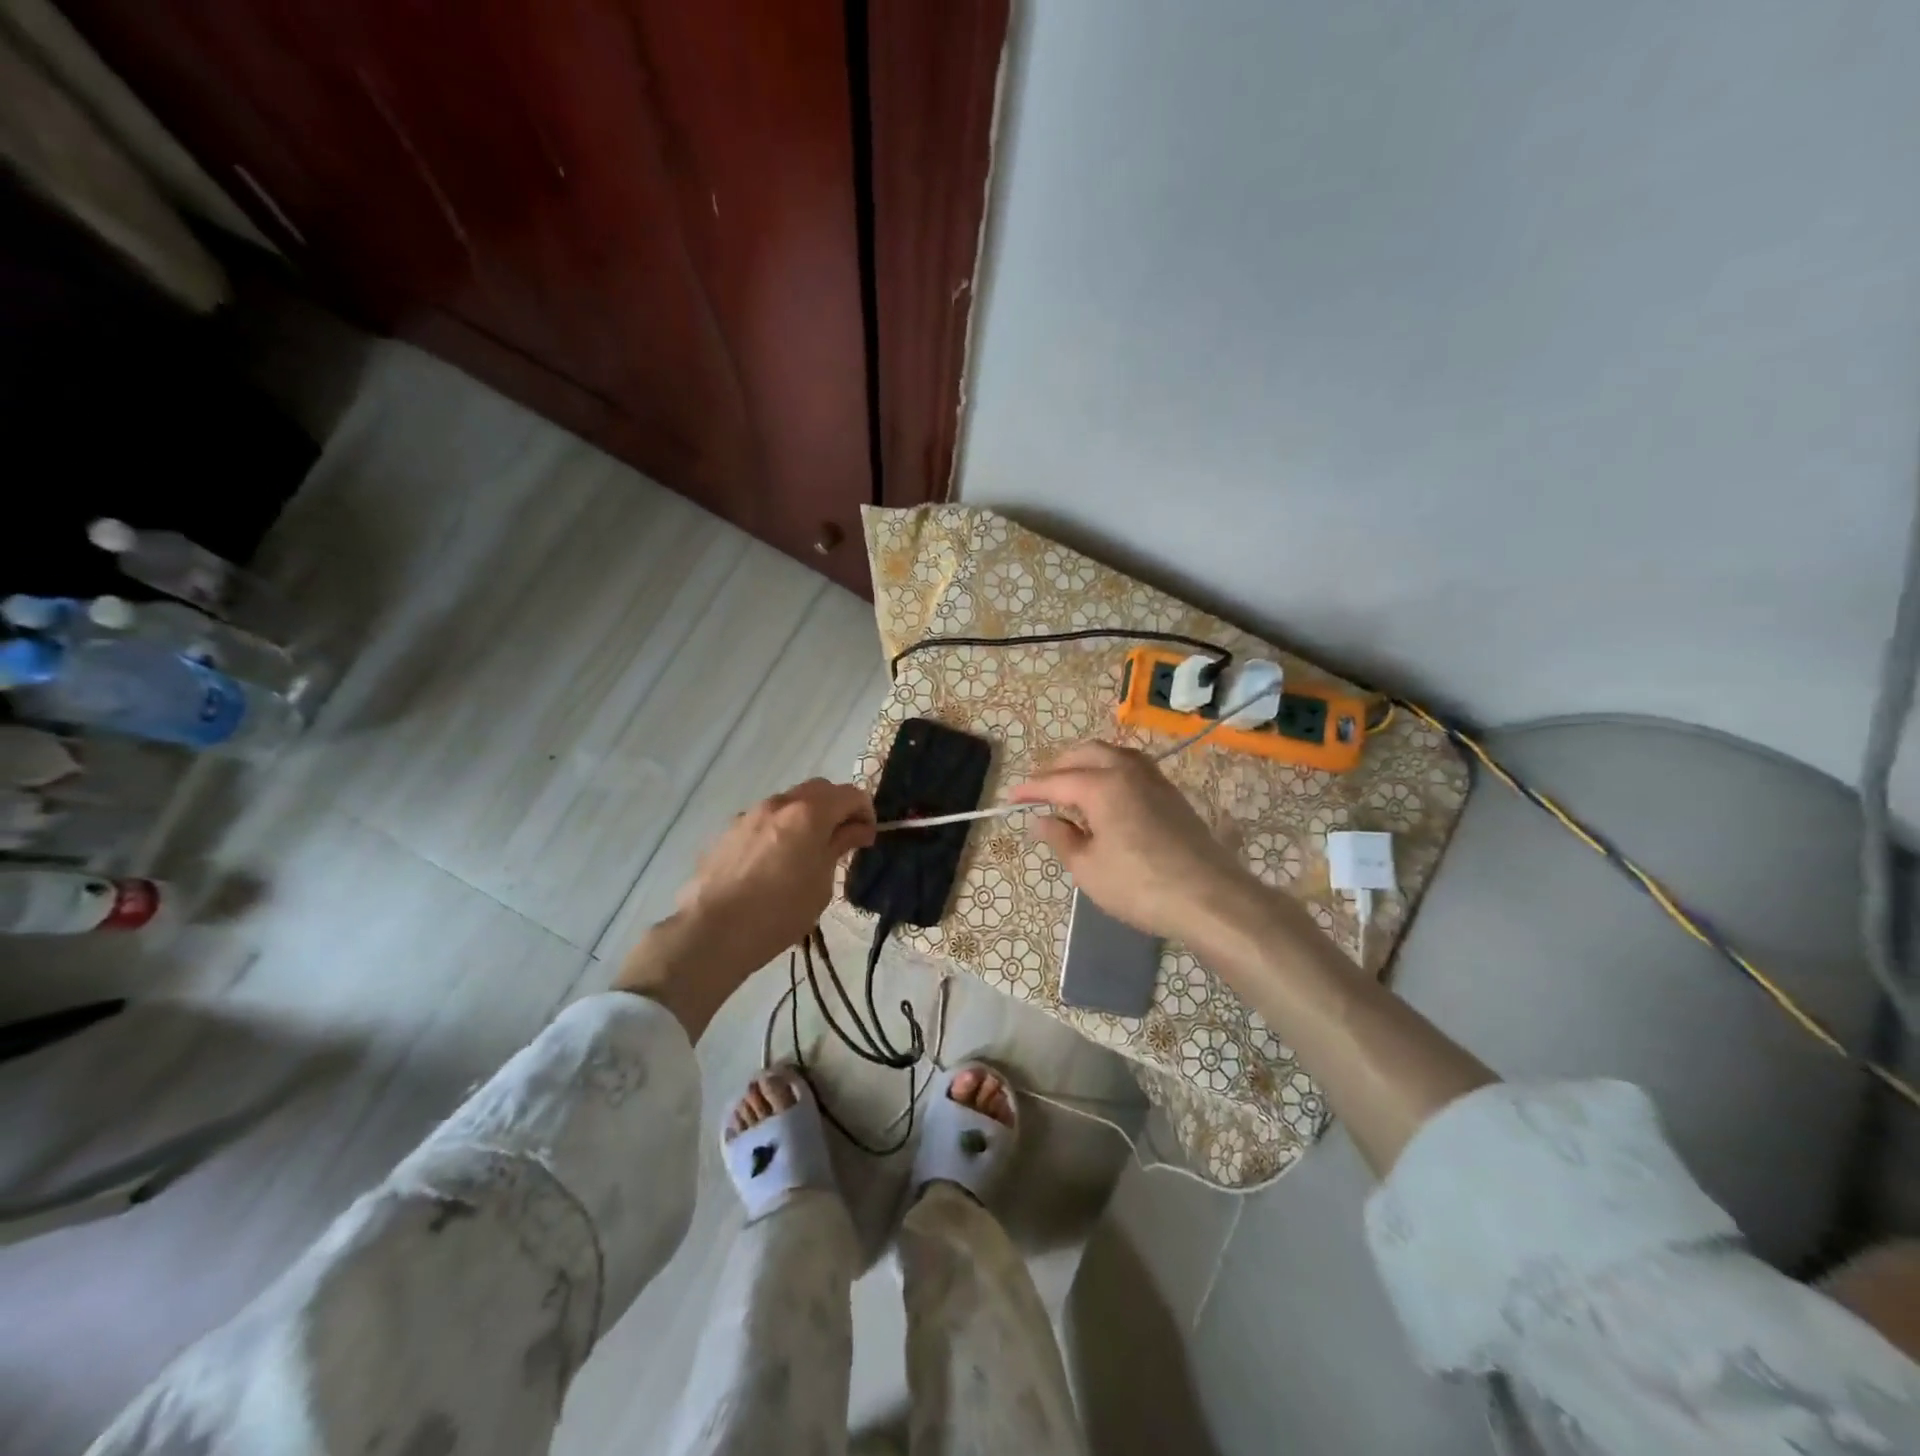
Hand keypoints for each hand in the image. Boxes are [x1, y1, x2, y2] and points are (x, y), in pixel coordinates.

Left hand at [677, 778, 876, 961]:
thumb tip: (856, 829)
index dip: (865, 812)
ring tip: (806, 852)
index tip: (867, 838)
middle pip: (819, 789)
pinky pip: (764, 820)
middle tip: (842, 839)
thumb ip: (839, 847)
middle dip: (836, 807)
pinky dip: (779, 829)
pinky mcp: (728, 831)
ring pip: (788, 802)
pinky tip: (773, 862)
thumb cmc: (779, 911)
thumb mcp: (822, 883)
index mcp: (809, 813)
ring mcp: (749, 814)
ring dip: (806, 817)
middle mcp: (780, 803)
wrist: (713, 931)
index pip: (850, 794)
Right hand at [1010, 741, 1254, 943]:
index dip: (1031, 790)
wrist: (1209, 898)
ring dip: (1087, 764)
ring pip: (1113, 754)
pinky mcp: (1172, 794)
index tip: (1011, 800)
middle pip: (1086, 753)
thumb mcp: (1087, 868)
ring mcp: (1155, 779)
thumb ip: (1061, 838)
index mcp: (1102, 785)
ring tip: (1071, 788)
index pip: (1056, 781)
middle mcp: (1128, 771)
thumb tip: (1041, 820)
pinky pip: (1132, 768)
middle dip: (1058, 767)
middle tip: (1041, 790)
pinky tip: (1106, 797)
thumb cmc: (1139, 886)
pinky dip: (1110, 772)